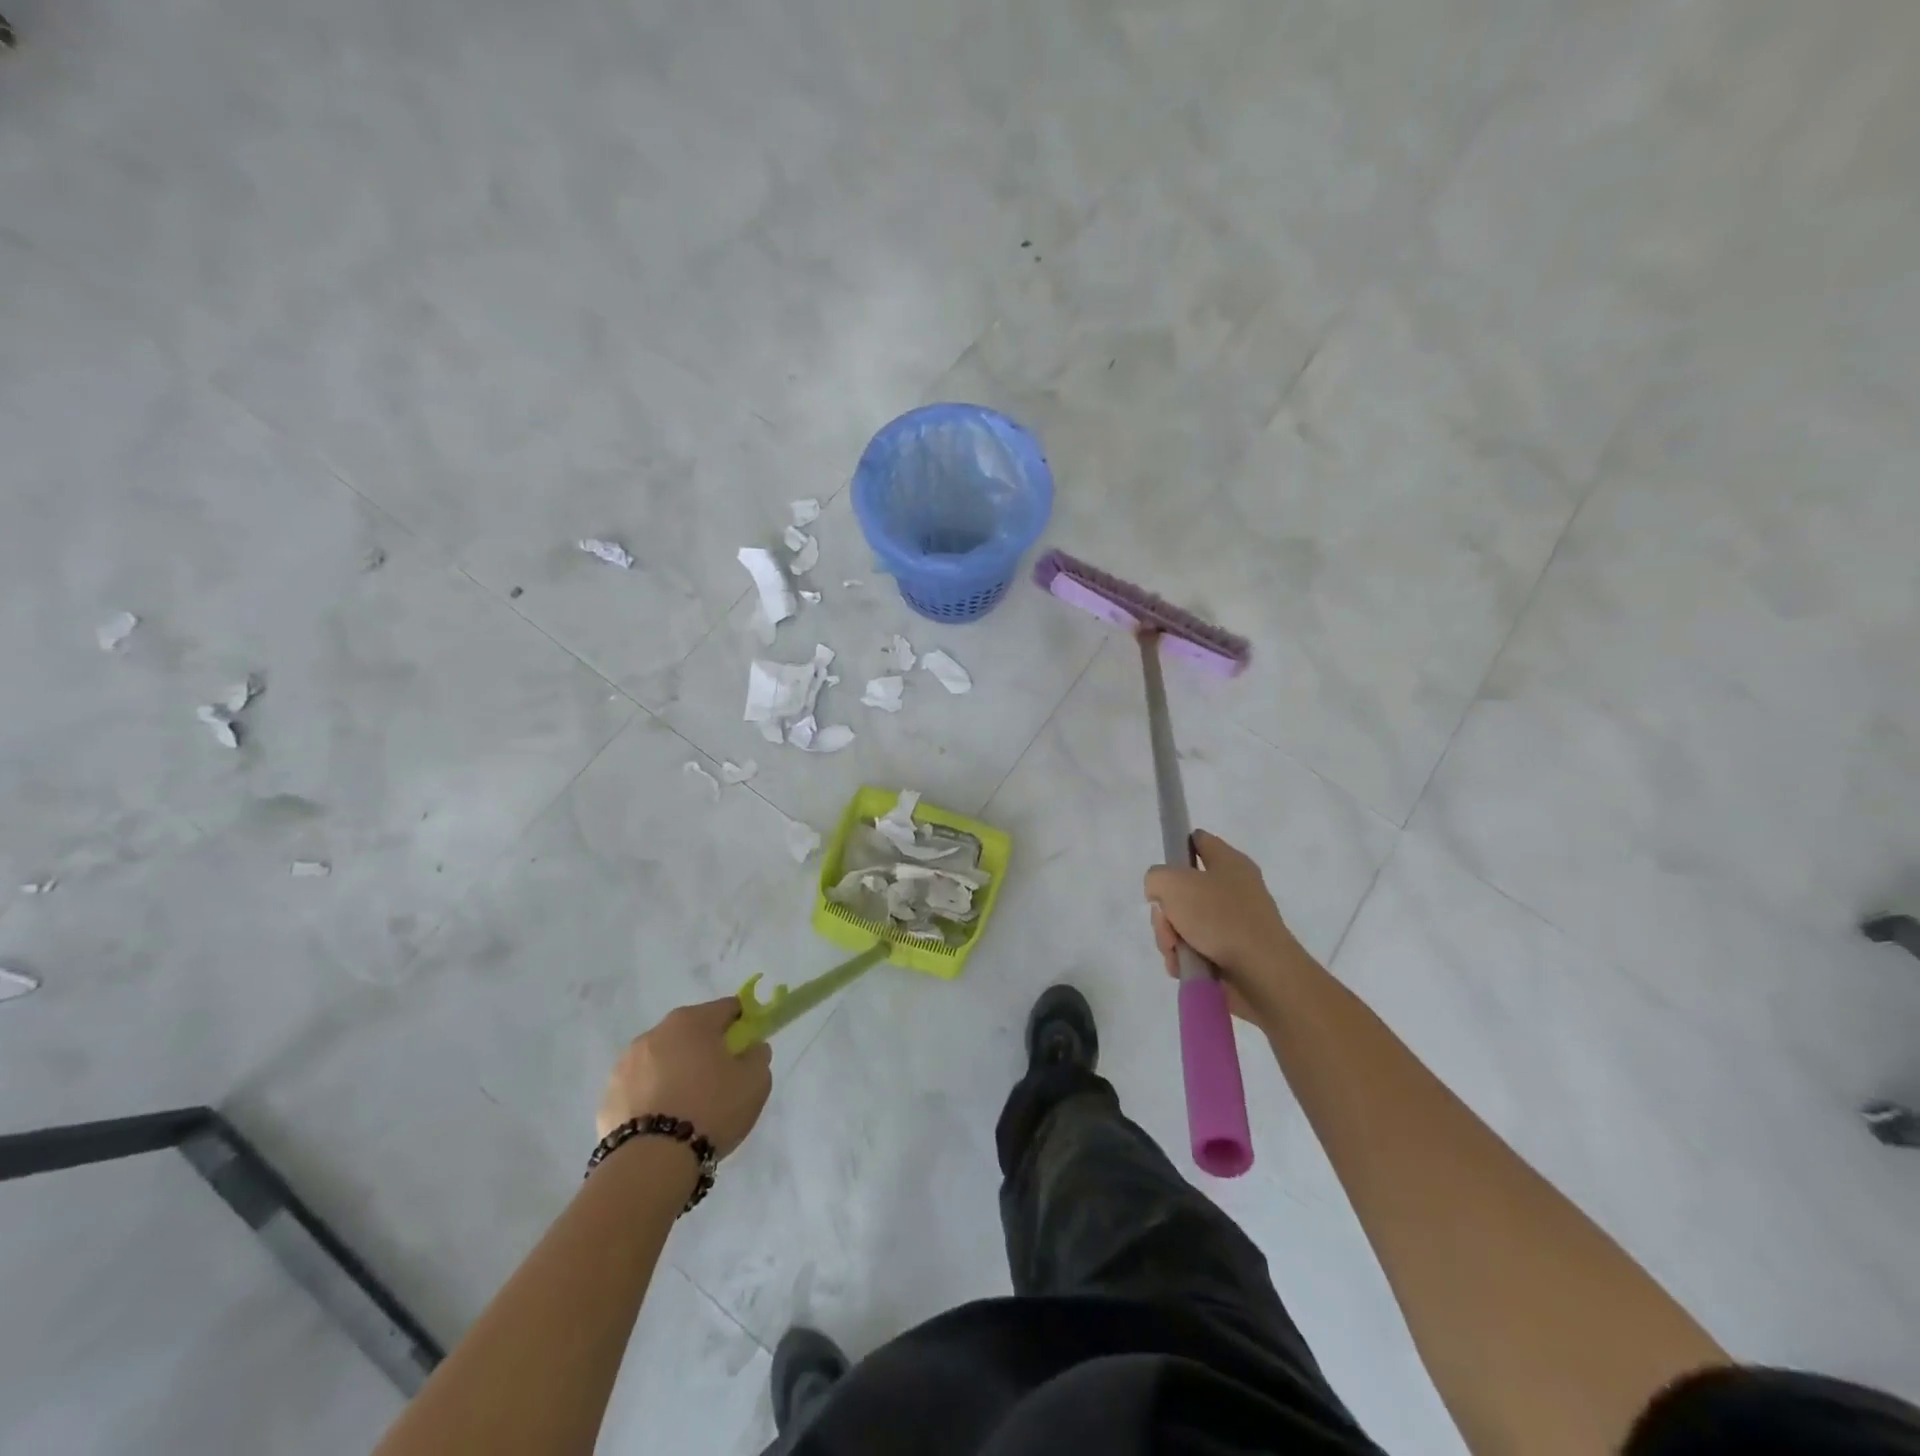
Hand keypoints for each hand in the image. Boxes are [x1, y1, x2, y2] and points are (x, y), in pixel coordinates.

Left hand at [596, 998, 771, 1156]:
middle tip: (720, 1081)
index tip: (747, 1049)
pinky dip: (652, 1097)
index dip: (742, 1024)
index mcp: (692, 1021)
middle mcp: (656, 1032)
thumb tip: (751, 1048)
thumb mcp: (755, 1082)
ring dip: (676, 1072)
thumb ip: (758, 1056)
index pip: (727, 1008)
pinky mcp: (607, 1096)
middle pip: (691, 1032)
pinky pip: (640, 1088)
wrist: (651, 1164)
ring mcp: (626, 1064)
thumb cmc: (711, 1110)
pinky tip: (663, 1124)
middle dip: (706, 1049)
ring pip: (662, 1060)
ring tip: (688, 1109)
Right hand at [1143, 830, 1308, 1022]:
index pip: (1199, 841)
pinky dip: (1184, 958)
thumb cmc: (1220, 917)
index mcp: (1229, 863)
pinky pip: (1194, 949)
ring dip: (1170, 937)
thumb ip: (1156, 878)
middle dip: (1165, 910)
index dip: (1177, 848)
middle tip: (1167, 922)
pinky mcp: (1230, 955)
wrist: (1261, 974)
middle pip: (1182, 890)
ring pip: (1183, 923)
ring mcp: (1232, 924)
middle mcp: (1233, 890)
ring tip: (1176, 951)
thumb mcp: (1174, 883)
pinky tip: (1183, 966)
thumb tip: (1161, 895)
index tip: (1161, 870)